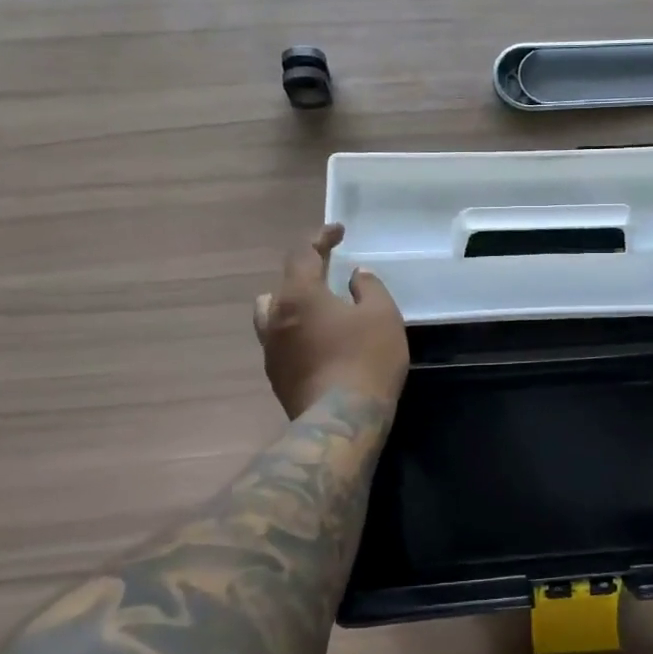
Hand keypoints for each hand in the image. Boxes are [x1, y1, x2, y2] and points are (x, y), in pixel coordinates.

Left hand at [254, 224, 409, 418]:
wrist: (341, 422)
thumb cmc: (366, 359)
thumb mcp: (382, 315)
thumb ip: (368, 288)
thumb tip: (355, 275)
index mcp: (298, 295)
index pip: (302, 253)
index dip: (320, 237)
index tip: (338, 232)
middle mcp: (275, 318)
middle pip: (280, 285)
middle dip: (303, 274)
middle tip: (328, 275)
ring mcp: (271, 351)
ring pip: (272, 316)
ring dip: (292, 306)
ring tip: (319, 311)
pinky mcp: (276, 378)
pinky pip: (282, 343)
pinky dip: (298, 334)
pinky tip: (321, 344)